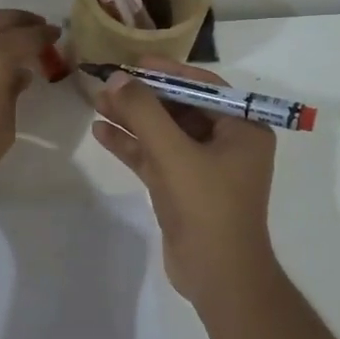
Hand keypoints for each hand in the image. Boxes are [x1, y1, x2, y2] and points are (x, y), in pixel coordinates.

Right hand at [92, 56, 278, 306]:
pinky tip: (102, 133)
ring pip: (164, 134)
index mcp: (243, 129)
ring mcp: (204, 167)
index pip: (202, 87)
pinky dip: (132, 146)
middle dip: (143, 97)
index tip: (133, 62)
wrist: (218, 276)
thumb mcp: (174, 154)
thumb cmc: (207, 207)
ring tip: (96, 103)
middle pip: (179, 108)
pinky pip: (156, 158)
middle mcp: (227, 143)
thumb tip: (118, 79)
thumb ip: (144, 113)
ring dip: (133, 120)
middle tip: (107, 84)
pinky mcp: (183, 188)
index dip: (166, 72)